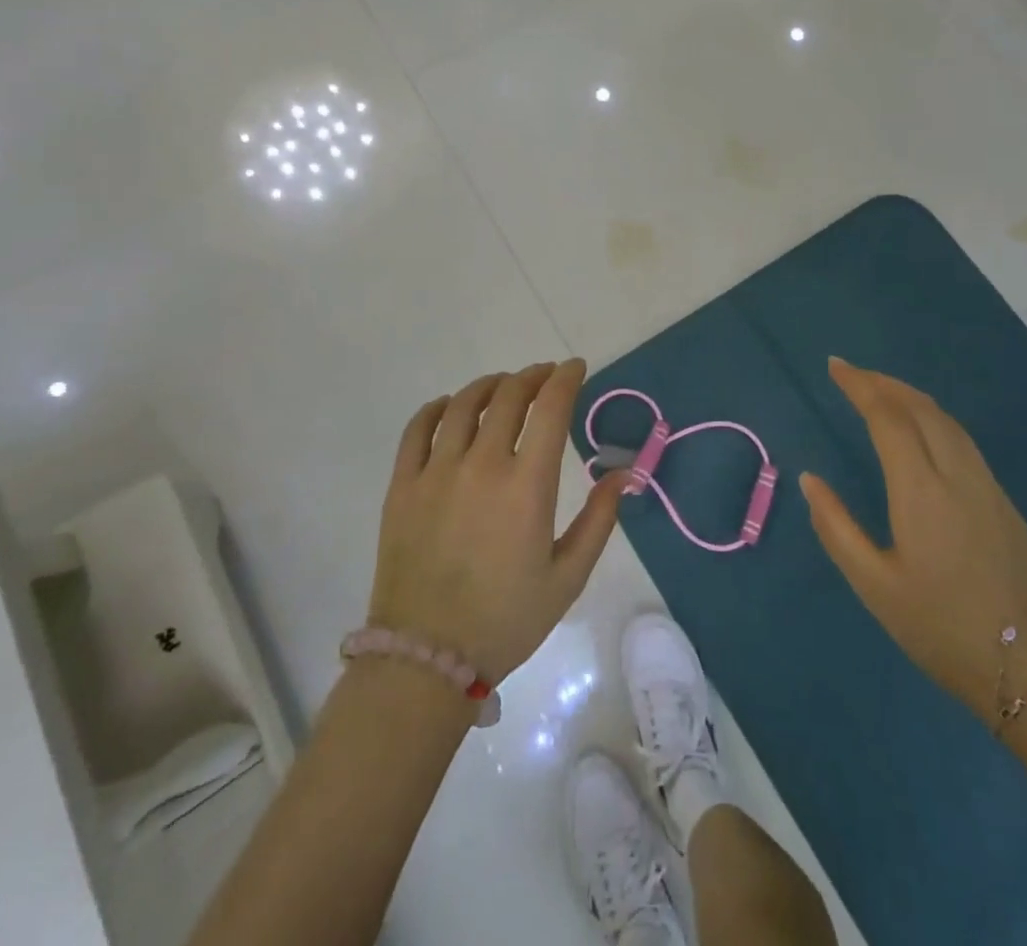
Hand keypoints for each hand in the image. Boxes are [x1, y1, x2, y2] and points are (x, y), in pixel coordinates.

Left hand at [369, 360, 626, 682]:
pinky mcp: (402, 485)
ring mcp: (436, 471)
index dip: (566, 378)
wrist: (426, 657)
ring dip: (489, 385)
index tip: (575, 368)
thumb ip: (599, 519)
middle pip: (508, 395)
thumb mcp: (568, 576)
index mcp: (526, 486)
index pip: (550, 408)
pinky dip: (437, 408)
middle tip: (544, 377)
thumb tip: (624, 474)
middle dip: (532, 376)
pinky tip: (449, 407)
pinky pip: (417, 428)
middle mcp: (481, 465)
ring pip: (463, 404)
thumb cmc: (506, 619)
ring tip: (503, 386)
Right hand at [801, 357, 1026, 718]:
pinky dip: (934, 419)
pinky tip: (922, 431)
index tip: (835, 367)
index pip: (888, 418)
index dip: (860, 386)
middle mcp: (958, 476)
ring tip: (882, 392)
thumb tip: (810, 479)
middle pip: (921, 409)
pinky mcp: (1004, 503)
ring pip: (947, 422)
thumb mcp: (874, 585)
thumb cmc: (941, 628)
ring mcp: (987, 487)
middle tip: (852, 374)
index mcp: (921, 491)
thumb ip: (836, 527)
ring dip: (911, 398)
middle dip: (885, 383)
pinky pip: (963, 441)